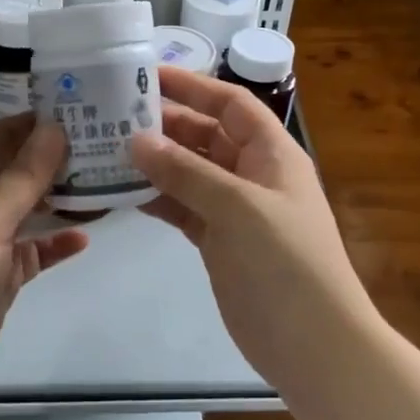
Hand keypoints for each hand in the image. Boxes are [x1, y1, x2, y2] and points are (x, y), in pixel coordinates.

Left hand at [0, 117, 88, 417]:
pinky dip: (56, 242)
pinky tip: (86, 237)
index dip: (29, 120)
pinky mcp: (0, 277)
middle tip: (102, 139)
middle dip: (52, 155)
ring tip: (104, 178)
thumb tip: (54, 127)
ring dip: (60, 195)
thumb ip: (21, 176)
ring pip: (28, 208)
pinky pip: (34, 250)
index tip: (75, 105)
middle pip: (15, 169)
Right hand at [130, 67, 376, 392]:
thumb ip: (186, 172)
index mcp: (272, 153)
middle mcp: (253, 174)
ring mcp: (235, 209)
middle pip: (205, 134)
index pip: (230, 104)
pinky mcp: (218, 241)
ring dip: (155, 161)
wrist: (313, 345)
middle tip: (113, 114)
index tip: (147, 75)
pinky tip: (122, 192)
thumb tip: (137, 139)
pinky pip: (183, 207)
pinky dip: (157, 198)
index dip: (193, 86)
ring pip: (189, 172)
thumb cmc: (285, 262)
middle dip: (165, 123)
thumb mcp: (238, 207)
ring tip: (106, 149)